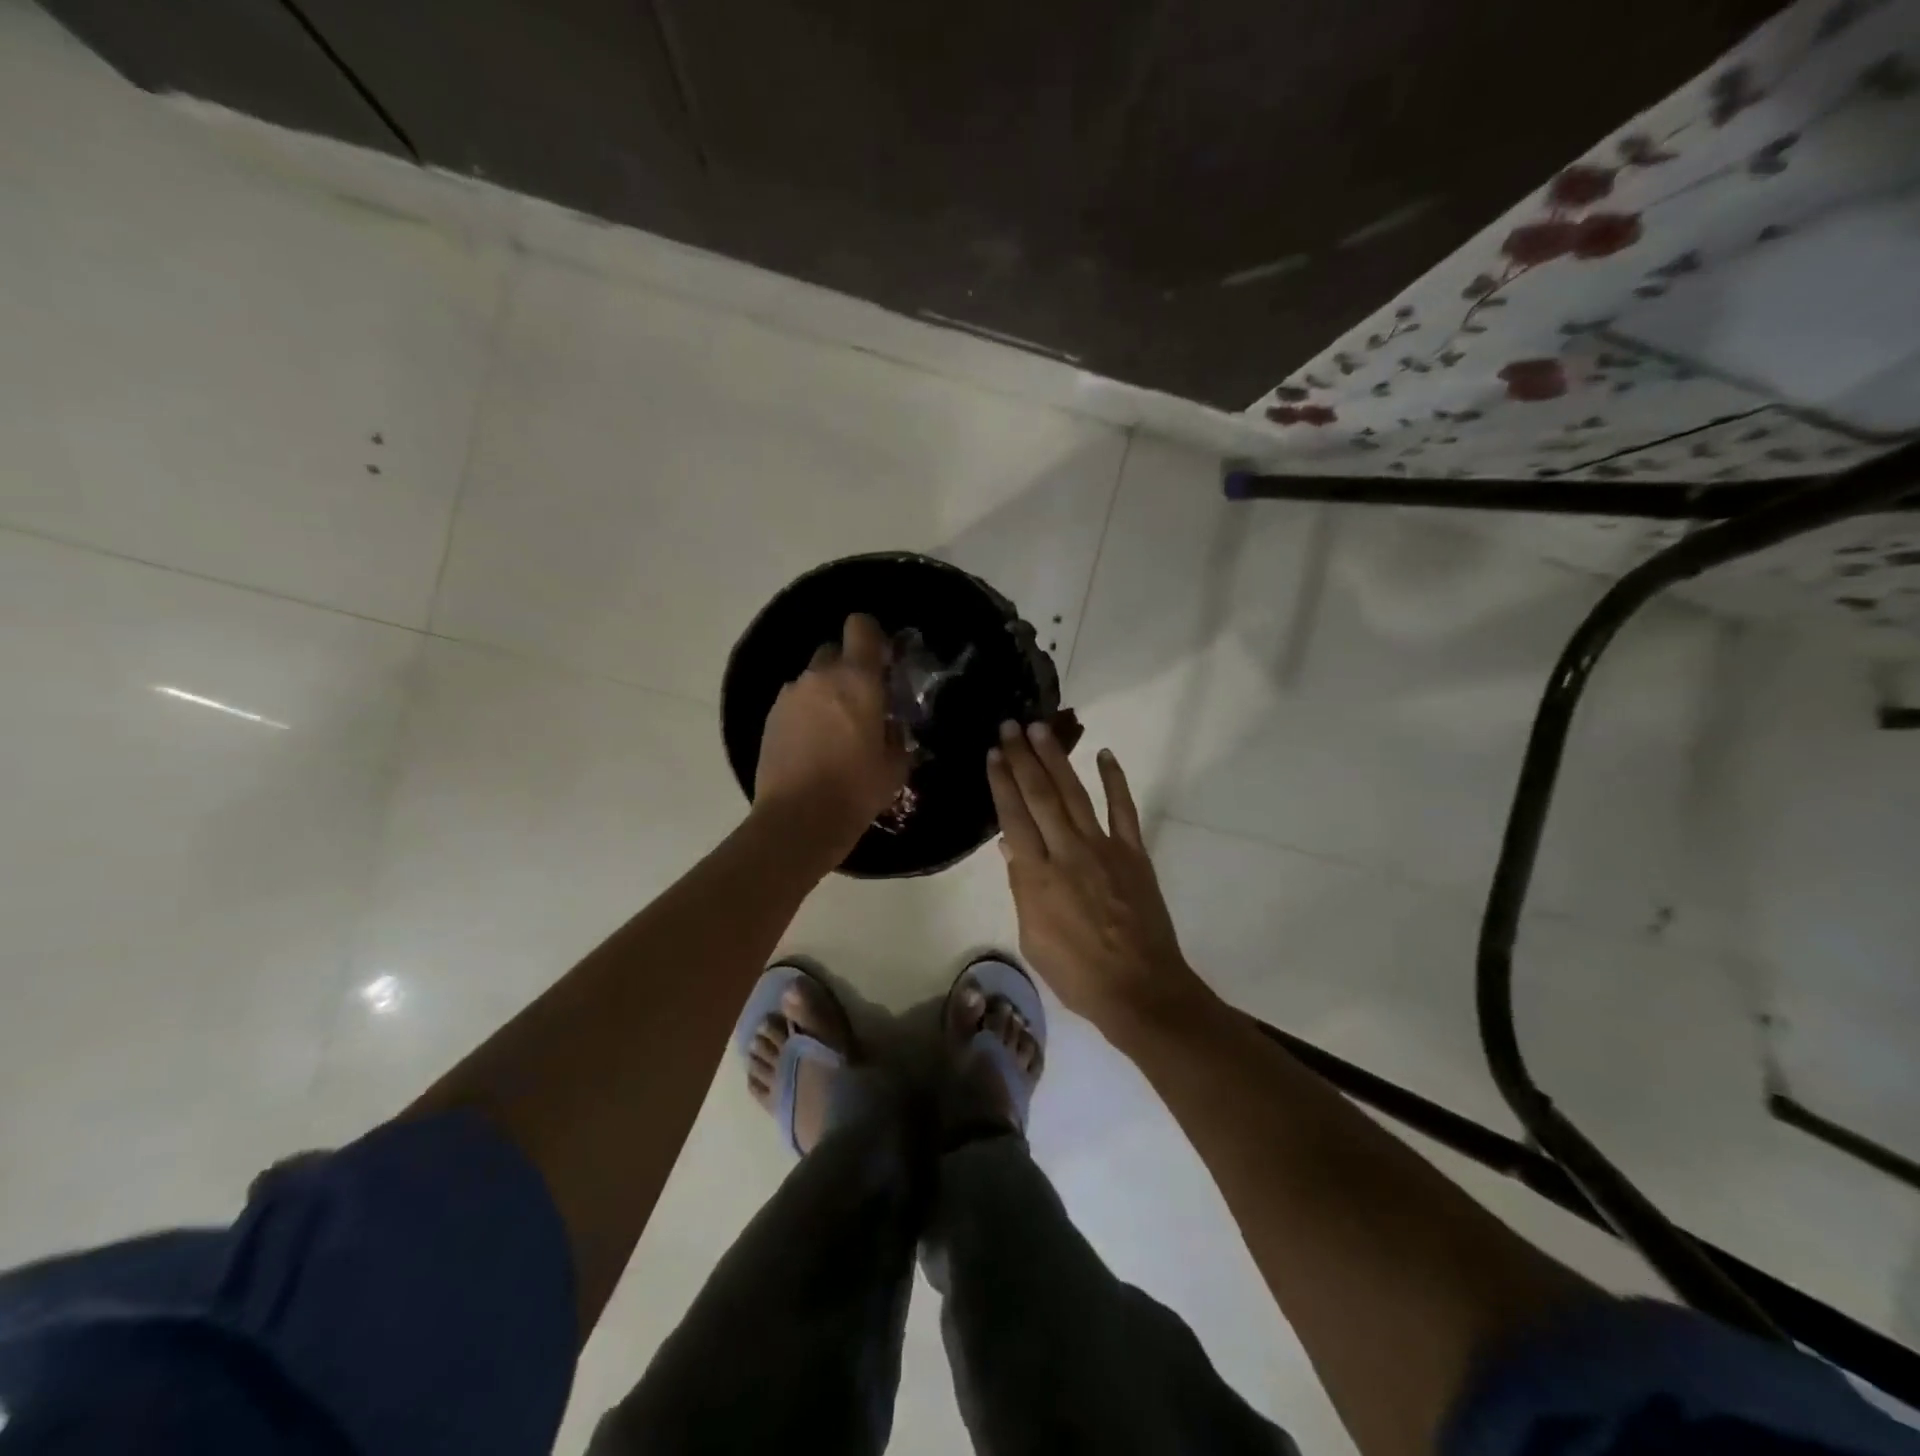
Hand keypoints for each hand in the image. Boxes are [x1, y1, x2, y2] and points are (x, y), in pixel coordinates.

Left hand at [755, 613, 910, 855]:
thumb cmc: (856, 790)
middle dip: (849, 668)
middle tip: (861, 702)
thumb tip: (889, 725)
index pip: (860, 626)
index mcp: (857, 679)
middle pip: (834, 651)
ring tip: (835, 730)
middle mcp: (819, 676)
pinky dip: (806, 713)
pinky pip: (795, 701)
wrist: (797, 820)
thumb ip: (896, 733)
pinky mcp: (770, 717)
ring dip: (826, 692)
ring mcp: (790, 695)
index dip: (872, 636)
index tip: (882, 661)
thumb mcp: (895, 765)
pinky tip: (813, 745)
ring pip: (813, 679)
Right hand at [986, 723, 1210, 1032]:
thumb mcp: (1033, 939)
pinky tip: (1105, 754)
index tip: (993, 754)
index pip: (1013, 817)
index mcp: (1037, 876)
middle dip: (1022, 758)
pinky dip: (1115, 780)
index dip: (1001, 783)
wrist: (1140, 989)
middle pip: (1040, 796)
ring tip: (1041, 729)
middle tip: (1010, 726)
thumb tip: (1011, 848)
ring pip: (1074, 794)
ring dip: (1056, 759)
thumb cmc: (1077, 974)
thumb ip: (1022, 889)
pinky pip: (1123, 809)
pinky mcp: (1133, 853)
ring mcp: (1103, 849)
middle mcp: (1067, 852)